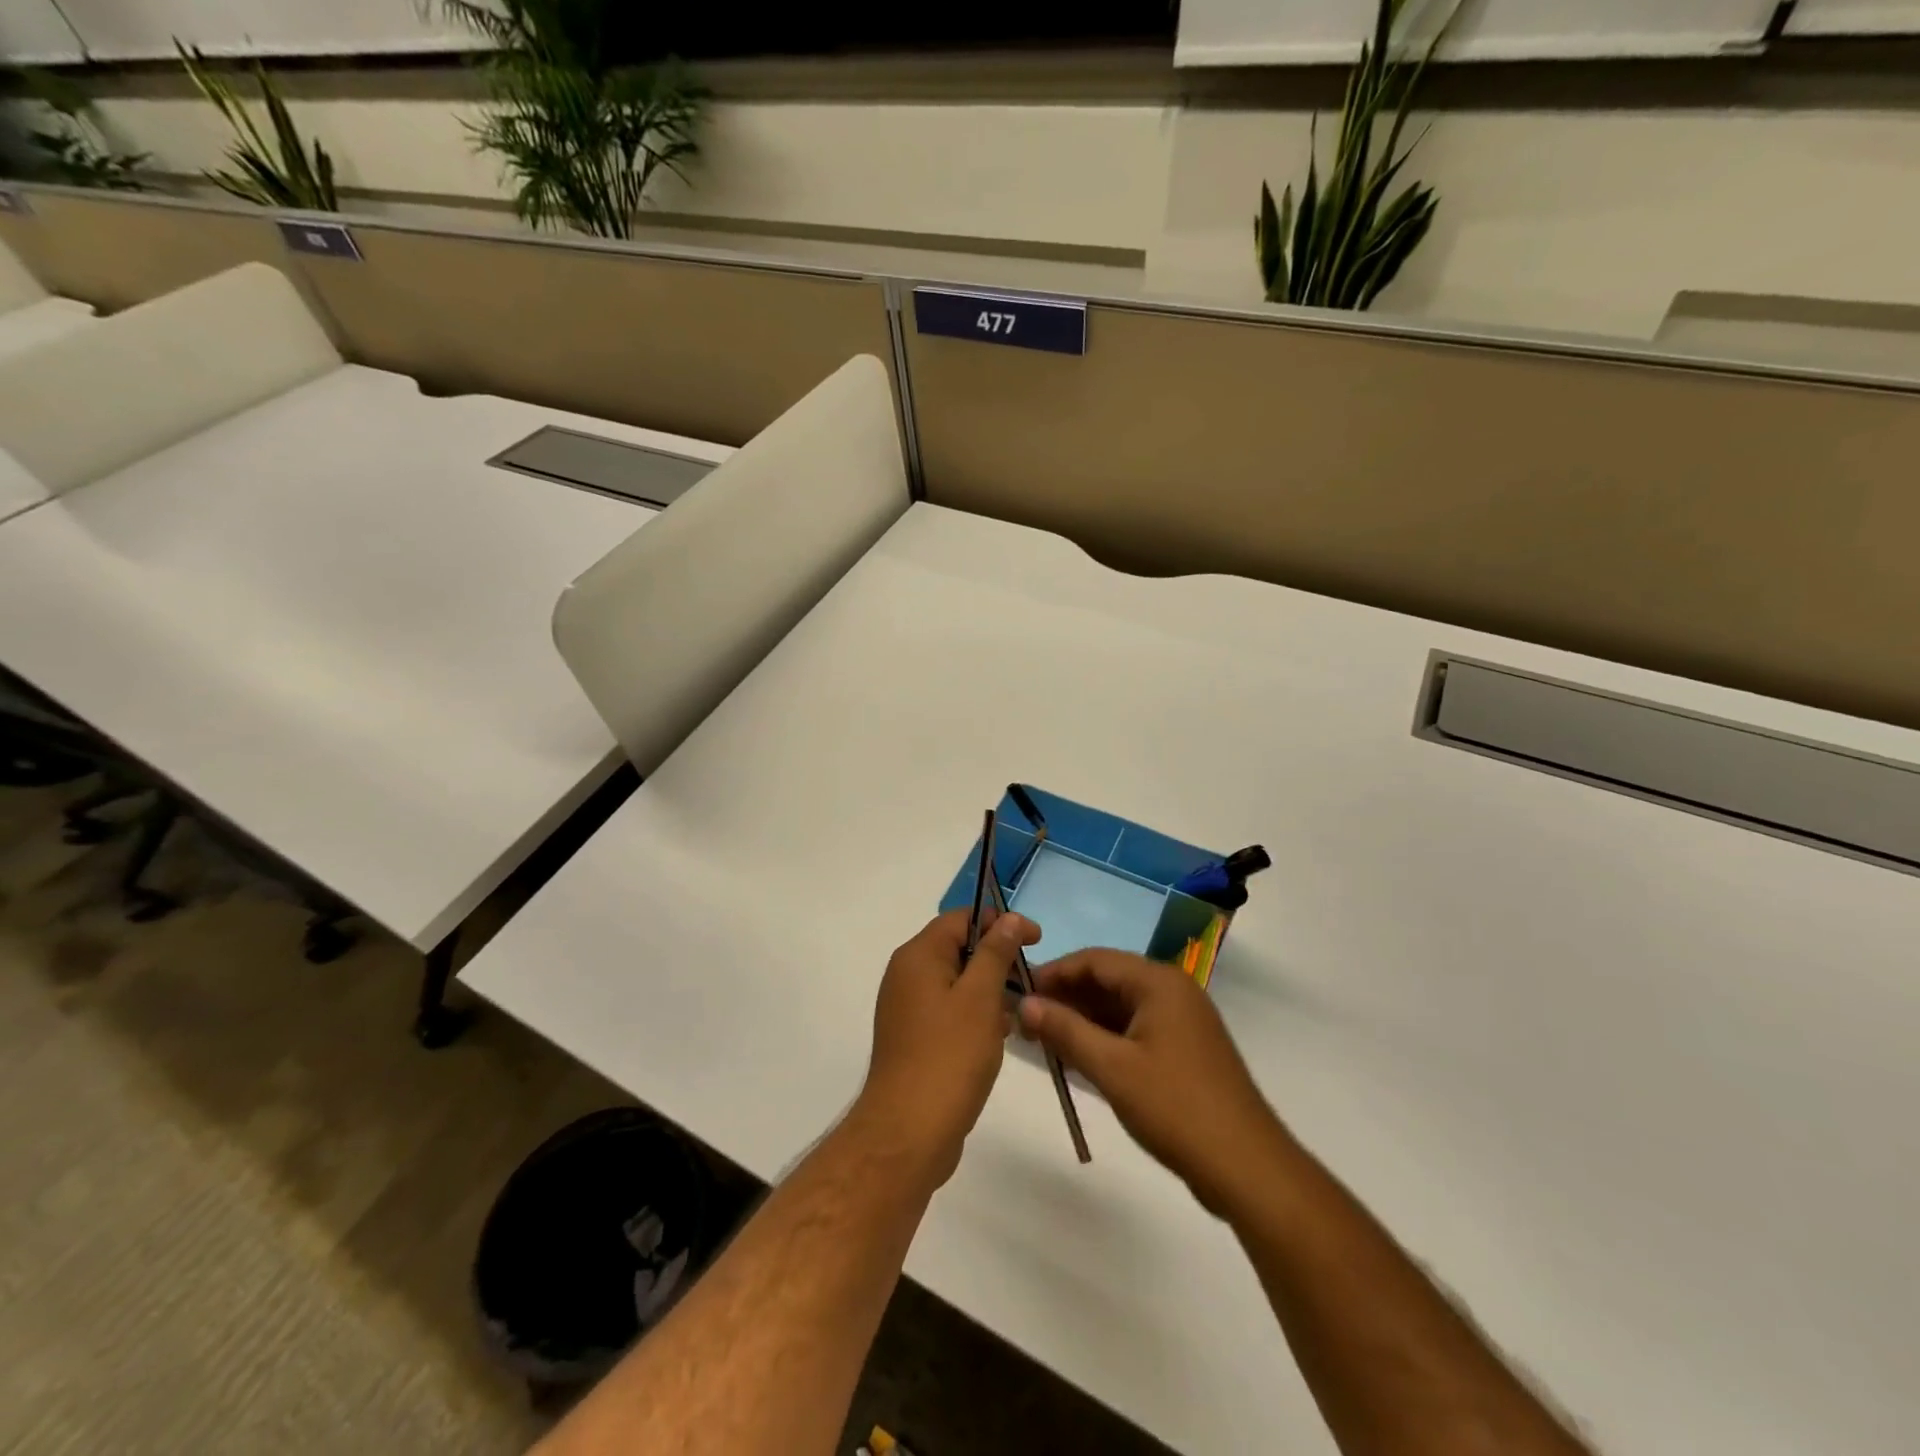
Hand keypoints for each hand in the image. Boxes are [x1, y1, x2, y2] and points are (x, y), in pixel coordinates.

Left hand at [854, 908, 1041, 1189]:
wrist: (908, 1132)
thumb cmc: (949, 1056)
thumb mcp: (980, 998)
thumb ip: (995, 953)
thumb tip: (1007, 918)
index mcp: (918, 956)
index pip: (962, 919)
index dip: (1000, 923)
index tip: (1036, 940)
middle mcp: (907, 974)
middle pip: (958, 949)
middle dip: (997, 959)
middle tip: (1031, 979)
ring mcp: (908, 1008)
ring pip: (956, 982)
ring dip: (989, 990)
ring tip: (1020, 1012)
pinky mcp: (914, 1038)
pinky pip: (950, 1011)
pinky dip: (975, 1014)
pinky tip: (999, 1036)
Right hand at [1018, 949, 1288, 1216]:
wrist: (1247, 1167)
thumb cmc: (1176, 1107)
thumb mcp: (1112, 1068)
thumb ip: (1065, 1030)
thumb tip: (1024, 1003)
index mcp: (1159, 982)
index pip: (1094, 959)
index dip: (1054, 972)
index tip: (1018, 991)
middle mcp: (1172, 991)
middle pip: (1107, 980)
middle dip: (1066, 997)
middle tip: (1025, 1020)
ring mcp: (1181, 1021)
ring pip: (1120, 1007)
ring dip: (1083, 1019)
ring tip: (1043, 1039)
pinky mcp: (1184, 1049)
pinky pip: (1134, 1029)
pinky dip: (1105, 1038)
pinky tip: (1078, 1056)